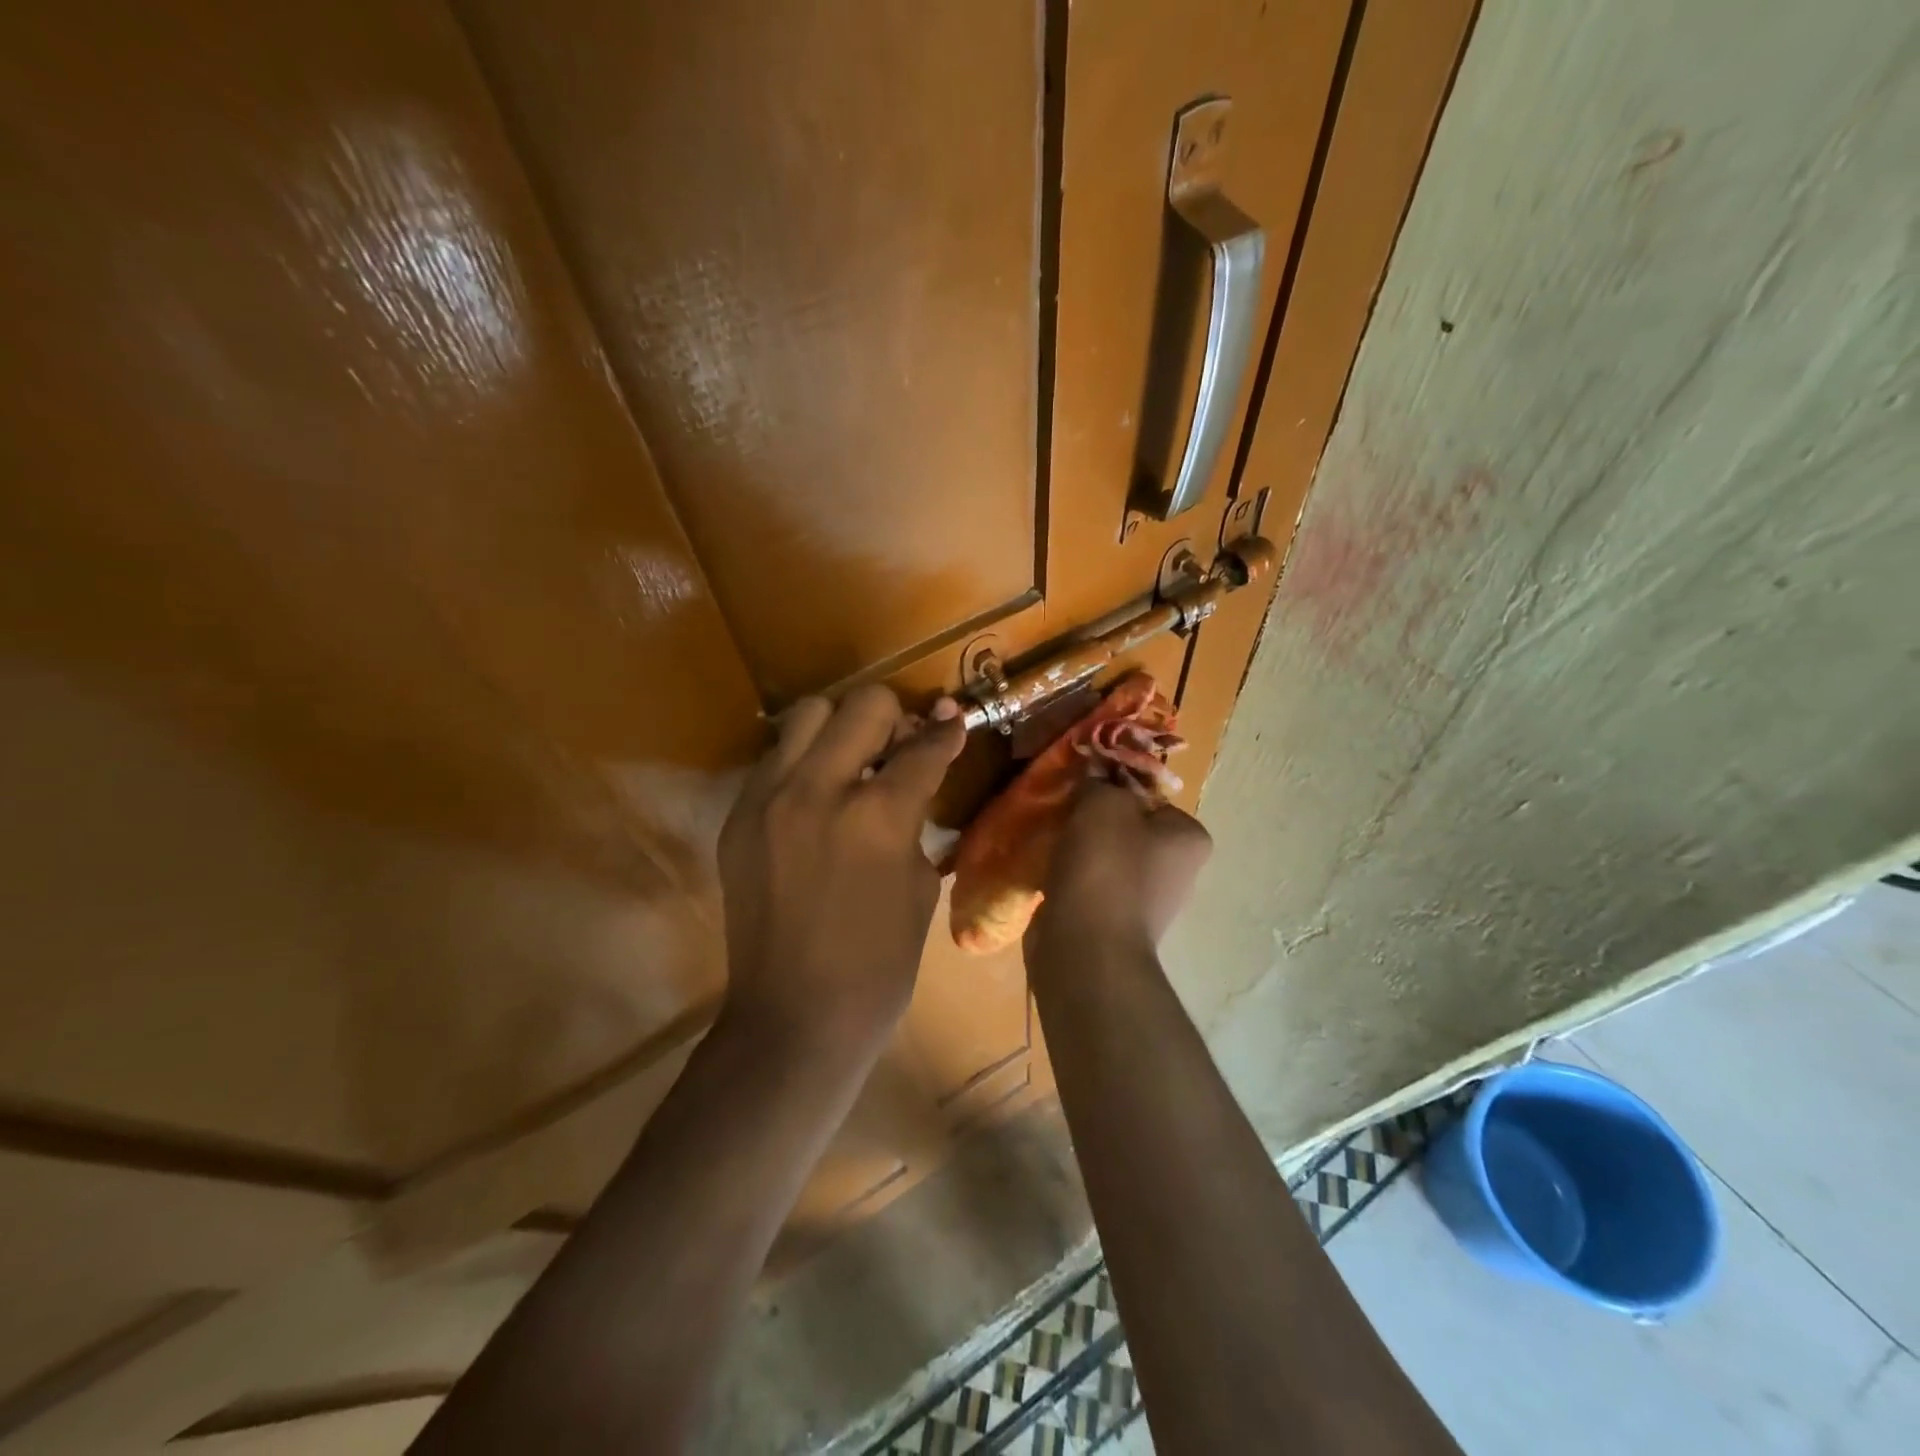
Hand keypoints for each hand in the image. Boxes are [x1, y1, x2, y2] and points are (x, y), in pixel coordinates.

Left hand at [717, 685, 965, 1057]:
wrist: (794, 1017)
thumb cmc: (879, 964)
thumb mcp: (921, 886)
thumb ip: (917, 819)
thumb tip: (918, 775)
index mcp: (878, 816)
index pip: (923, 747)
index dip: (948, 733)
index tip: (955, 722)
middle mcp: (818, 790)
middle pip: (863, 705)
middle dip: (895, 718)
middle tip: (901, 747)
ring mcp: (768, 800)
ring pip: (809, 714)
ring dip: (841, 728)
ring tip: (853, 763)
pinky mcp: (737, 817)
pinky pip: (775, 759)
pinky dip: (804, 763)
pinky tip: (817, 799)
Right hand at [1027, 781, 1211, 957]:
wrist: (1087, 947)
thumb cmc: (1105, 866)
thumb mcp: (1101, 803)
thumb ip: (1100, 781)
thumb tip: (1096, 774)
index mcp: (1189, 837)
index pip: (1151, 796)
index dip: (1114, 788)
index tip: (1084, 790)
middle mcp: (1178, 870)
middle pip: (1129, 828)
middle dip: (1095, 821)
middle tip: (1064, 813)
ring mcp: (1148, 902)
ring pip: (1108, 858)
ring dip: (1080, 851)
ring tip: (1052, 844)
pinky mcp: (1117, 924)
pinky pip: (1092, 887)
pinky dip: (1073, 879)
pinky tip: (1050, 875)